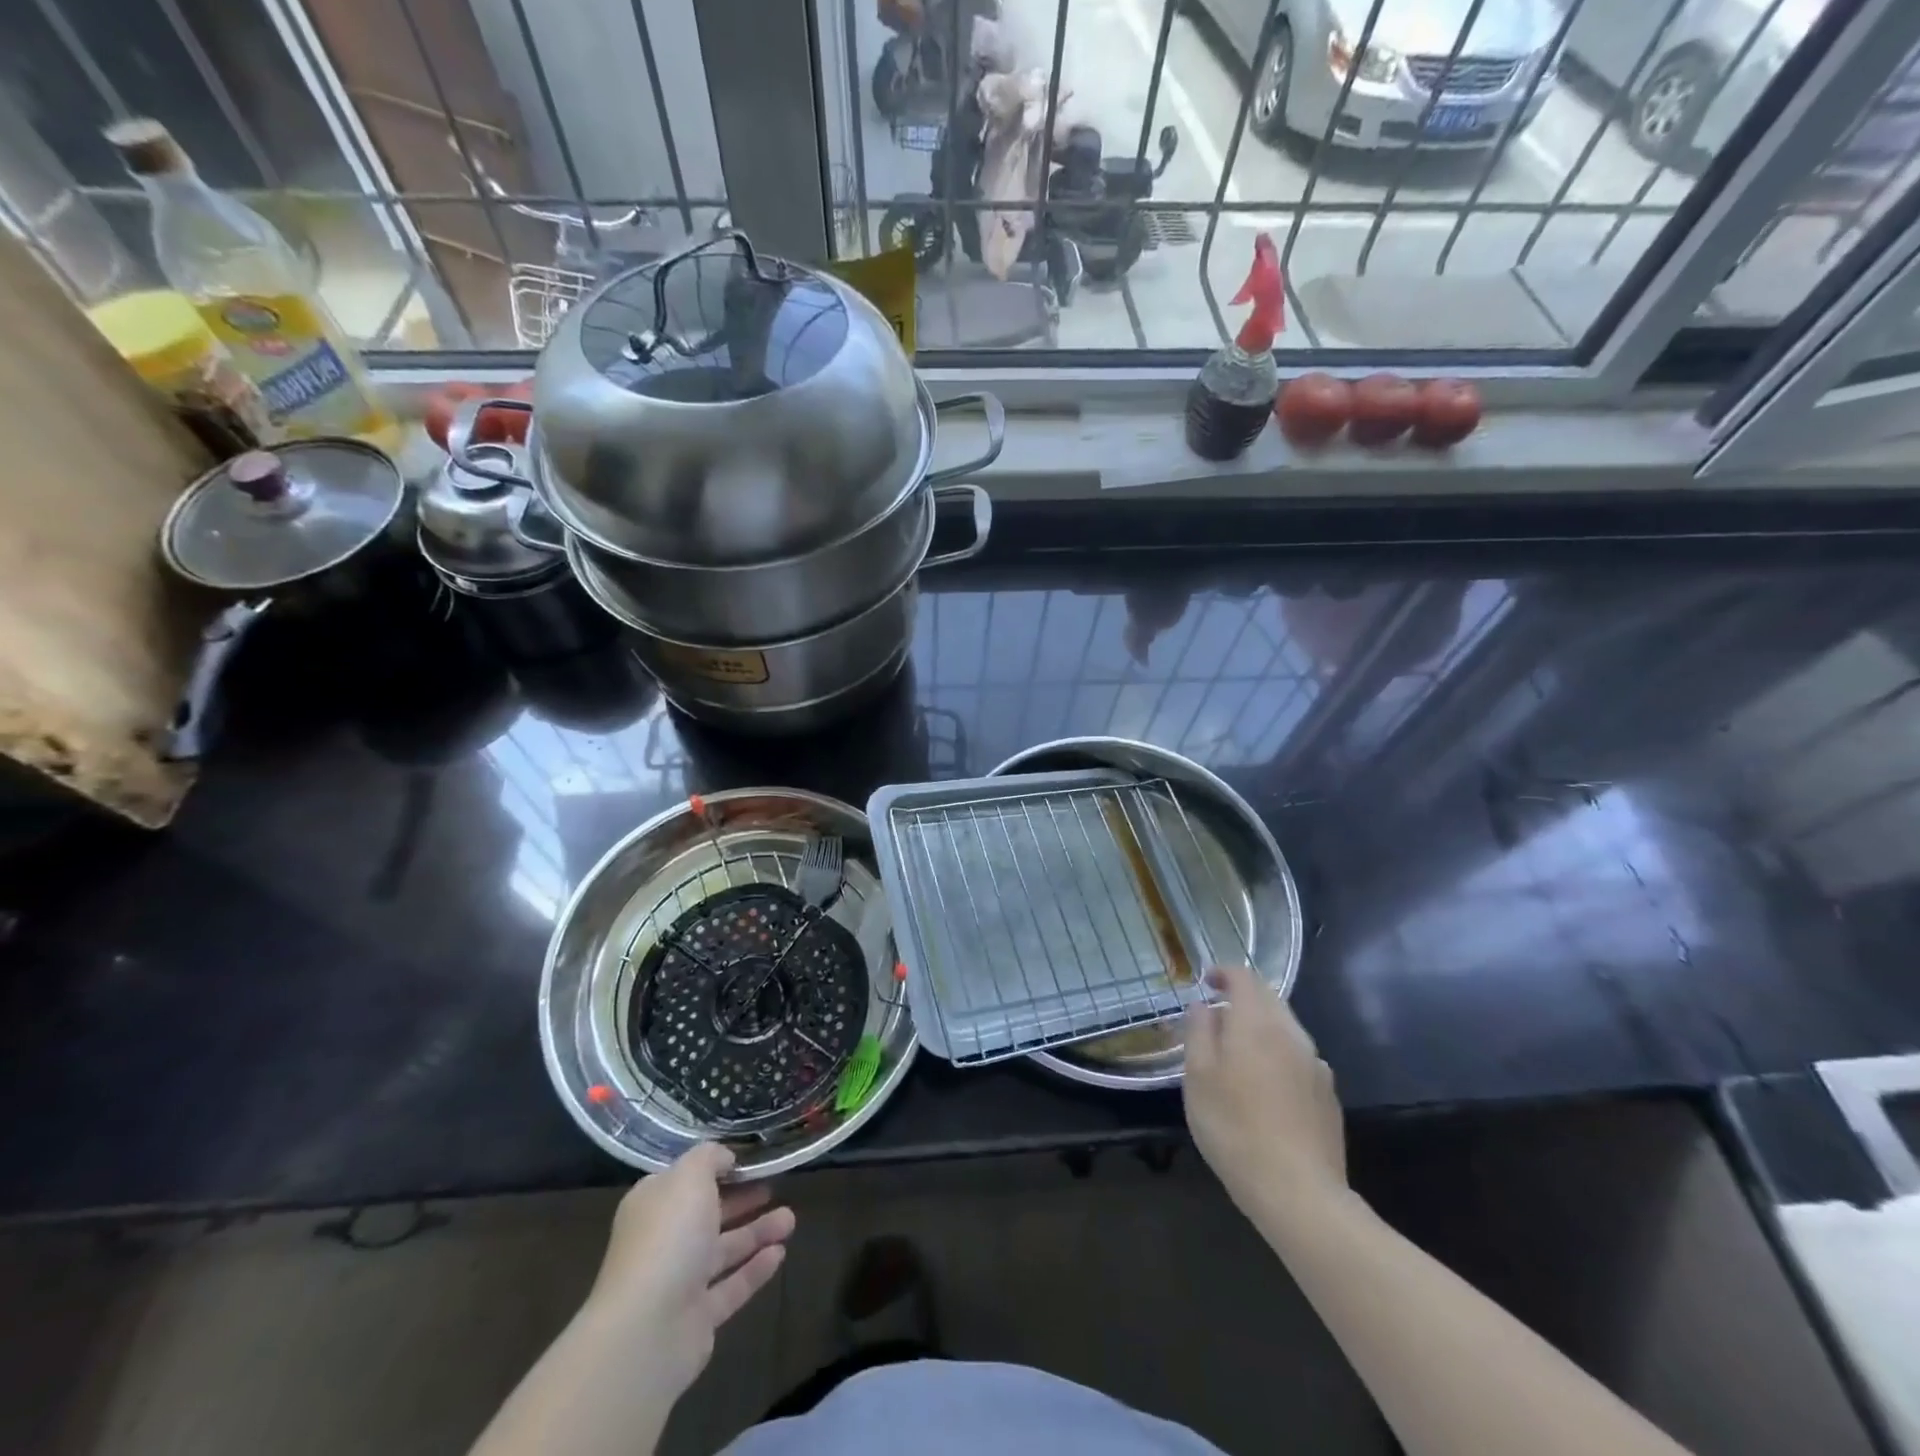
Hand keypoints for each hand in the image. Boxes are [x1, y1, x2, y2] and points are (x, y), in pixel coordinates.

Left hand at [587, 1144, 794, 1400]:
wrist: (646, 1330)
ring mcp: (679, 1282)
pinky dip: (755, 1269)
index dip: (715, 1168)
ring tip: (791, 1219)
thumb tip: (725, 1158)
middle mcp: (664, 1240)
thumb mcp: (690, 1176)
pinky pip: (731, 1286)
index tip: (748, 1160)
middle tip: (774, 1185)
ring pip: (724, 1250)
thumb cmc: (668, 1236)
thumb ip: (709, 1157)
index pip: (685, 1180)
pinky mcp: (697, 1318)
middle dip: (742, 1200)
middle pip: (707, 1215)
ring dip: (757, 1232)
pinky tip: (781, 1253)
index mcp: (653, 1205)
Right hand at [1183, 964, 1345, 1213]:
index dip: (1223, 973)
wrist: (1298, 1193)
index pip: (1244, 977)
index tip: (1205, 982)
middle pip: (1269, 998)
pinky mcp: (1328, 1096)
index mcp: (1257, 1023)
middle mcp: (1292, 1035)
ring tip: (1237, 1054)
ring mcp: (1316, 1065)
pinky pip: (1299, 1058)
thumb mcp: (1198, 1076)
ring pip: (1286, 1029)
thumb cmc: (1234, 1127)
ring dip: (1261, 1028)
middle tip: (1216, 1017)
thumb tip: (1204, 1006)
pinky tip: (1266, 1087)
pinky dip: (1278, 1055)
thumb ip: (1199, 1032)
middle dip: (1243, 998)